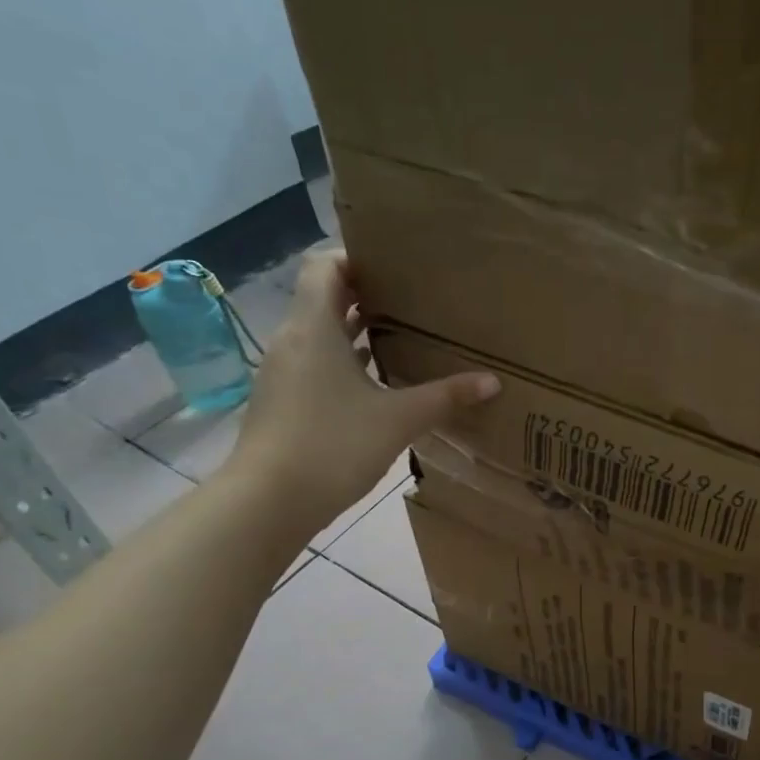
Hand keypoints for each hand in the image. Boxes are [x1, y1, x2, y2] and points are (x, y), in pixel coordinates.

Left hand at [223, 246, 498, 537]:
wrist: (268, 503)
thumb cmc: (332, 445)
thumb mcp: (398, 419)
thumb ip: (445, 396)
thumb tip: (492, 381)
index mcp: (313, 327)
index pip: (325, 266)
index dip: (355, 257)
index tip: (395, 265)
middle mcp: (292, 341)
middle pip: (325, 299)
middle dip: (366, 296)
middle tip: (413, 299)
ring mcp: (283, 373)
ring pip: (320, 335)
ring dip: (355, 332)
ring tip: (402, 336)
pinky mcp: (282, 403)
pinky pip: (315, 366)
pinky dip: (344, 364)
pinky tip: (377, 384)